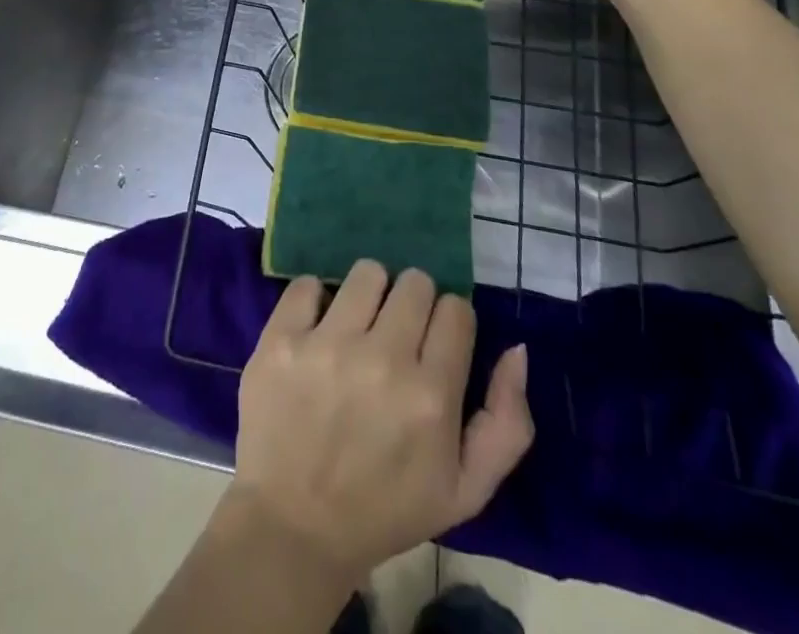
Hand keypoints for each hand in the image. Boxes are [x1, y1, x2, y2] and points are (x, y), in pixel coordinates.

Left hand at [230, 261, 532, 584]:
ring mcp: (327, 344)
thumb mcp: (465, 490)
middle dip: (412, 303)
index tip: (434, 343)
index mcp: (431, 396)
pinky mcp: (281, 338)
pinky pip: (307, 283)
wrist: (294, 526)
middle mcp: (382, 359)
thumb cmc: (385, 508)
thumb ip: (507, 422)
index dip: (449, 322)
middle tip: (395, 334)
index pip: (456, 309)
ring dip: (368, 294)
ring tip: (358, 326)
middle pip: (415, 282)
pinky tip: (316, 330)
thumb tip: (517, 349)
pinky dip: (315, 300)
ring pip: (367, 272)